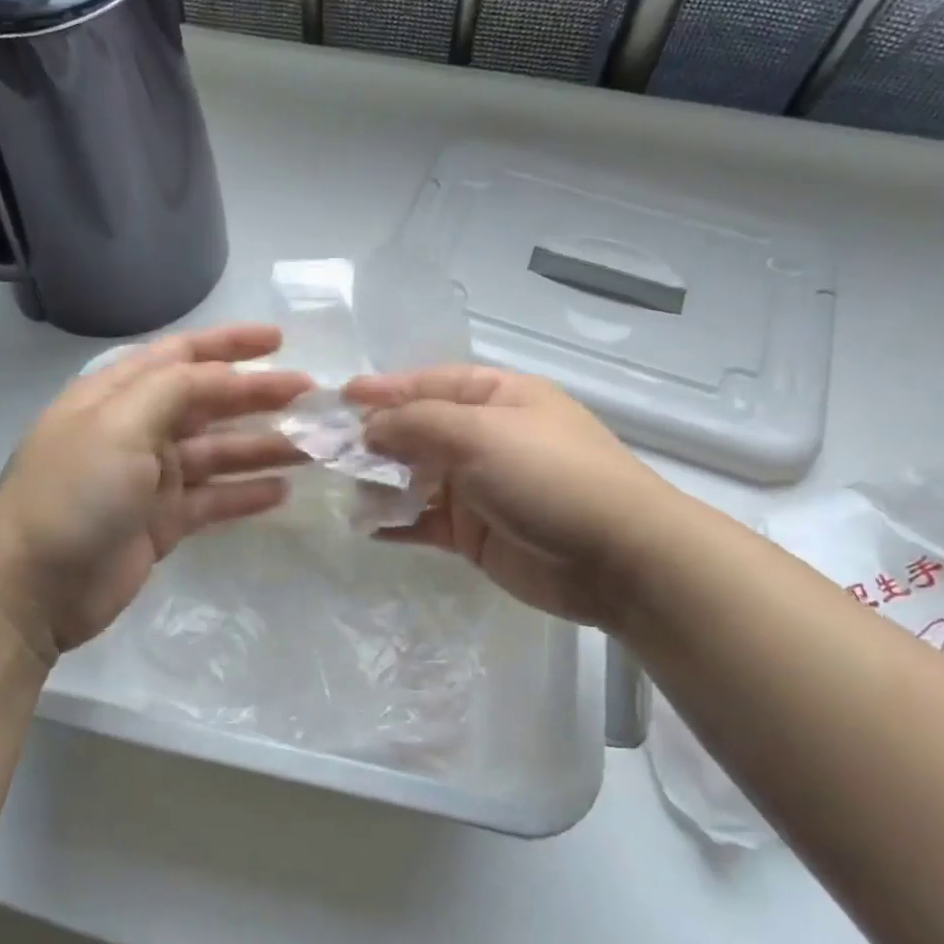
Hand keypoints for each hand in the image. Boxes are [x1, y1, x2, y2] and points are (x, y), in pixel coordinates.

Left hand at [0, 324, 309, 661]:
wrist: (30, 590)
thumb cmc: (73, 493)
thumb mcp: (120, 425)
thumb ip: (175, 390)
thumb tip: (225, 375)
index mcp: (118, 395)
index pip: (181, 356)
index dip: (230, 344)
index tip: (279, 341)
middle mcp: (136, 429)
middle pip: (208, 402)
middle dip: (258, 396)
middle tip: (312, 396)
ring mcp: (150, 478)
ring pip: (218, 452)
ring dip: (262, 445)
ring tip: (312, 446)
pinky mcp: (162, 522)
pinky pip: (213, 498)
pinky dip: (245, 493)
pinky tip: (282, 491)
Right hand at [344, 366, 678, 631]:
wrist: (619, 559)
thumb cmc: (548, 475)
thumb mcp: (479, 434)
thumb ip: (416, 425)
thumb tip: (367, 429)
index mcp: (496, 397)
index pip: (428, 384)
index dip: (383, 389)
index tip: (337, 398)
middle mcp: (485, 437)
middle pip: (416, 430)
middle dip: (373, 438)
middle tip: (324, 449)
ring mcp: (479, 487)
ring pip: (415, 477)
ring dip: (379, 481)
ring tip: (340, 489)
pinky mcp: (475, 533)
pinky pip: (425, 521)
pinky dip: (397, 522)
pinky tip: (364, 526)